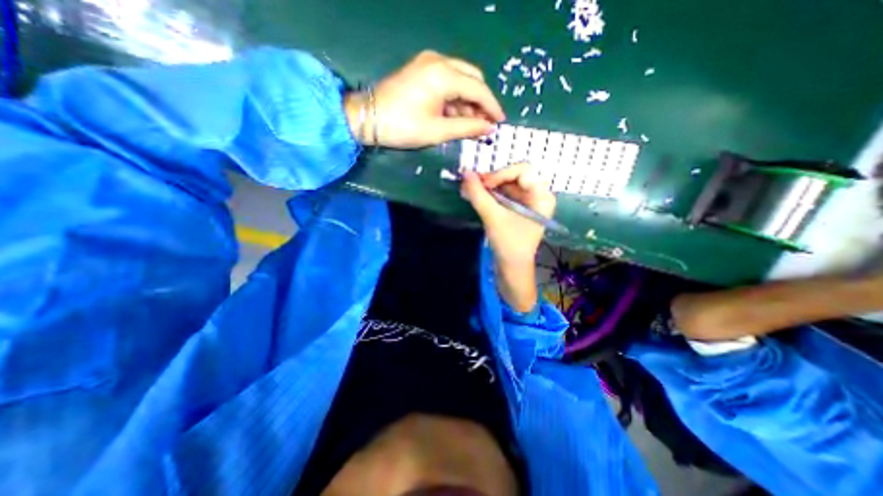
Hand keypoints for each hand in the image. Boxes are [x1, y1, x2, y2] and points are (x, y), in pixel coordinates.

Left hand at [349, 48, 506, 147]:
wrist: (368, 119)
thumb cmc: (404, 126)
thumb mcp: (438, 131)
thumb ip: (467, 127)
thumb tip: (489, 129)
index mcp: (444, 75)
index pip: (478, 89)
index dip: (491, 107)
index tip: (500, 123)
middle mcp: (439, 61)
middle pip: (472, 79)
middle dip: (481, 102)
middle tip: (484, 124)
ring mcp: (428, 63)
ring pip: (460, 80)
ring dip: (468, 102)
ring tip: (471, 125)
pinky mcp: (421, 70)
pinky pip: (447, 81)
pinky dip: (455, 98)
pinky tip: (455, 115)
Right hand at [458, 160, 553, 309]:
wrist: (512, 269)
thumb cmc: (509, 244)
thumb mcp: (493, 218)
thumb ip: (479, 194)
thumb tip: (465, 172)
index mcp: (542, 196)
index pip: (522, 171)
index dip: (501, 173)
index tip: (482, 183)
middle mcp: (537, 195)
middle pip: (513, 176)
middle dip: (491, 179)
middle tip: (471, 183)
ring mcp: (527, 202)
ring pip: (505, 185)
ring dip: (487, 186)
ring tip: (468, 189)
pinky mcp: (517, 209)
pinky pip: (503, 194)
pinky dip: (488, 194)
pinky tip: (474, 195)